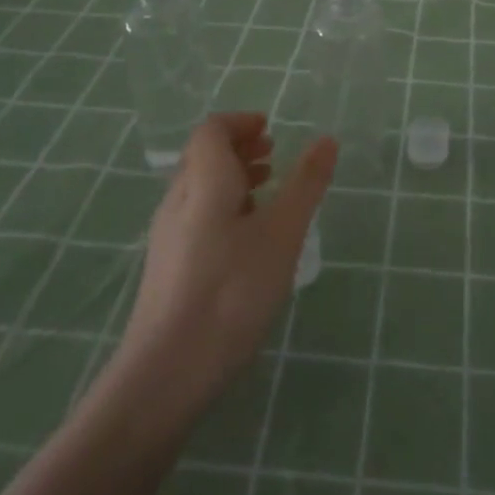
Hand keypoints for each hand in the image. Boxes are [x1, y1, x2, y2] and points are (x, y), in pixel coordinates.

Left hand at [116, 113, 337, 408]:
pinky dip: (224, 207)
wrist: (168, 371)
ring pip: (199, 188)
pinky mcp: (168, 268)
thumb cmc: (232, 292)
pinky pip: (196, 217)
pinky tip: (247, 238)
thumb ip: (306, 185)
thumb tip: (327, 140)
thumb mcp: (282, 234)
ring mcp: (168, 237)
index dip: (240, 122)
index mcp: (203, 182)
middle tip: (274, 154)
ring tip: (267, 190)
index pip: (211, 130)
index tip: (271, 128)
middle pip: (202, 156)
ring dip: (232, 177)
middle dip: (239, 147)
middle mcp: (178, 201)